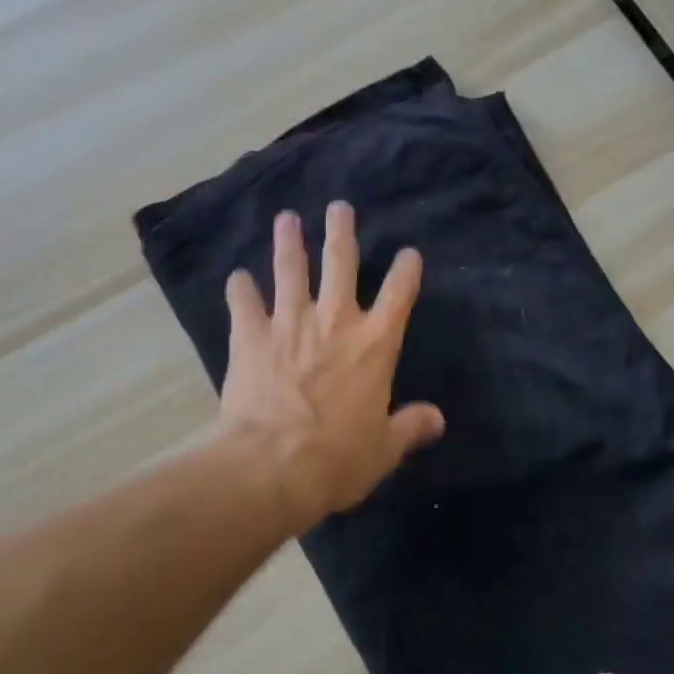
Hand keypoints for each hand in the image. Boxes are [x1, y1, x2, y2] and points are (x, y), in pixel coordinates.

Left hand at [218, 203, 444, 531]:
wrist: (273, 466)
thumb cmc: (337, 459)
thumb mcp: (384, 449)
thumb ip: (410, 427)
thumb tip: (436, 419)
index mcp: (374, 345)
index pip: (400, 295)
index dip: (407, 271)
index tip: (409, 254)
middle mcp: (334, 321)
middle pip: (340, 263)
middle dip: (342, 232)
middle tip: (339, 207)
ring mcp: (289, 323)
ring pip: (290, 270)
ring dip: (288, 242)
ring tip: (286, 219)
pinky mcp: (250, 335)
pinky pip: (244, 303)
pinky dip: (240, 289)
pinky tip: (237, 278)